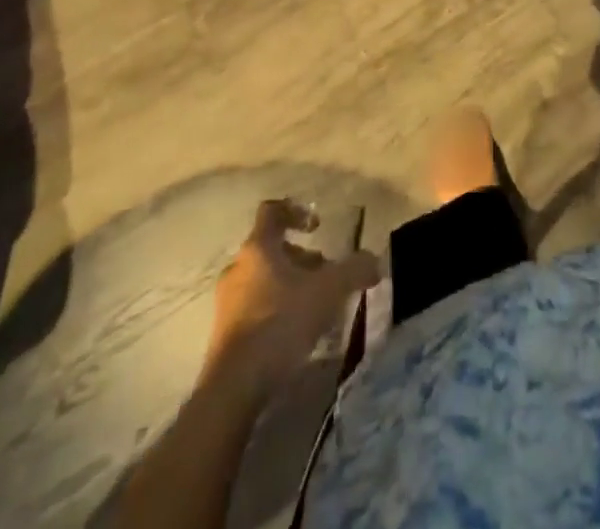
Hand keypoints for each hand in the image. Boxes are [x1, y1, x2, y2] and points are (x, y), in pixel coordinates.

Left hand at [206, 199, 380, 398]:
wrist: (234, 388)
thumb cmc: (280, 323)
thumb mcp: (328, 291)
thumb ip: (354, 270)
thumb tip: (375, 261)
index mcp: (258, 248)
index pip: (272, 212)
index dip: (297, 212)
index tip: (317, 227)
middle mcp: (238, 268)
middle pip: (272, 249)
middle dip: (302, 259)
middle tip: (325, 276)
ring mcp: (227, 303)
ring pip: (264, 281)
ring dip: (290, 286)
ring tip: (316, 308)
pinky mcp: (224, 335)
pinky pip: (255, 309)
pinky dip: (277, 311)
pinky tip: (296, 335)